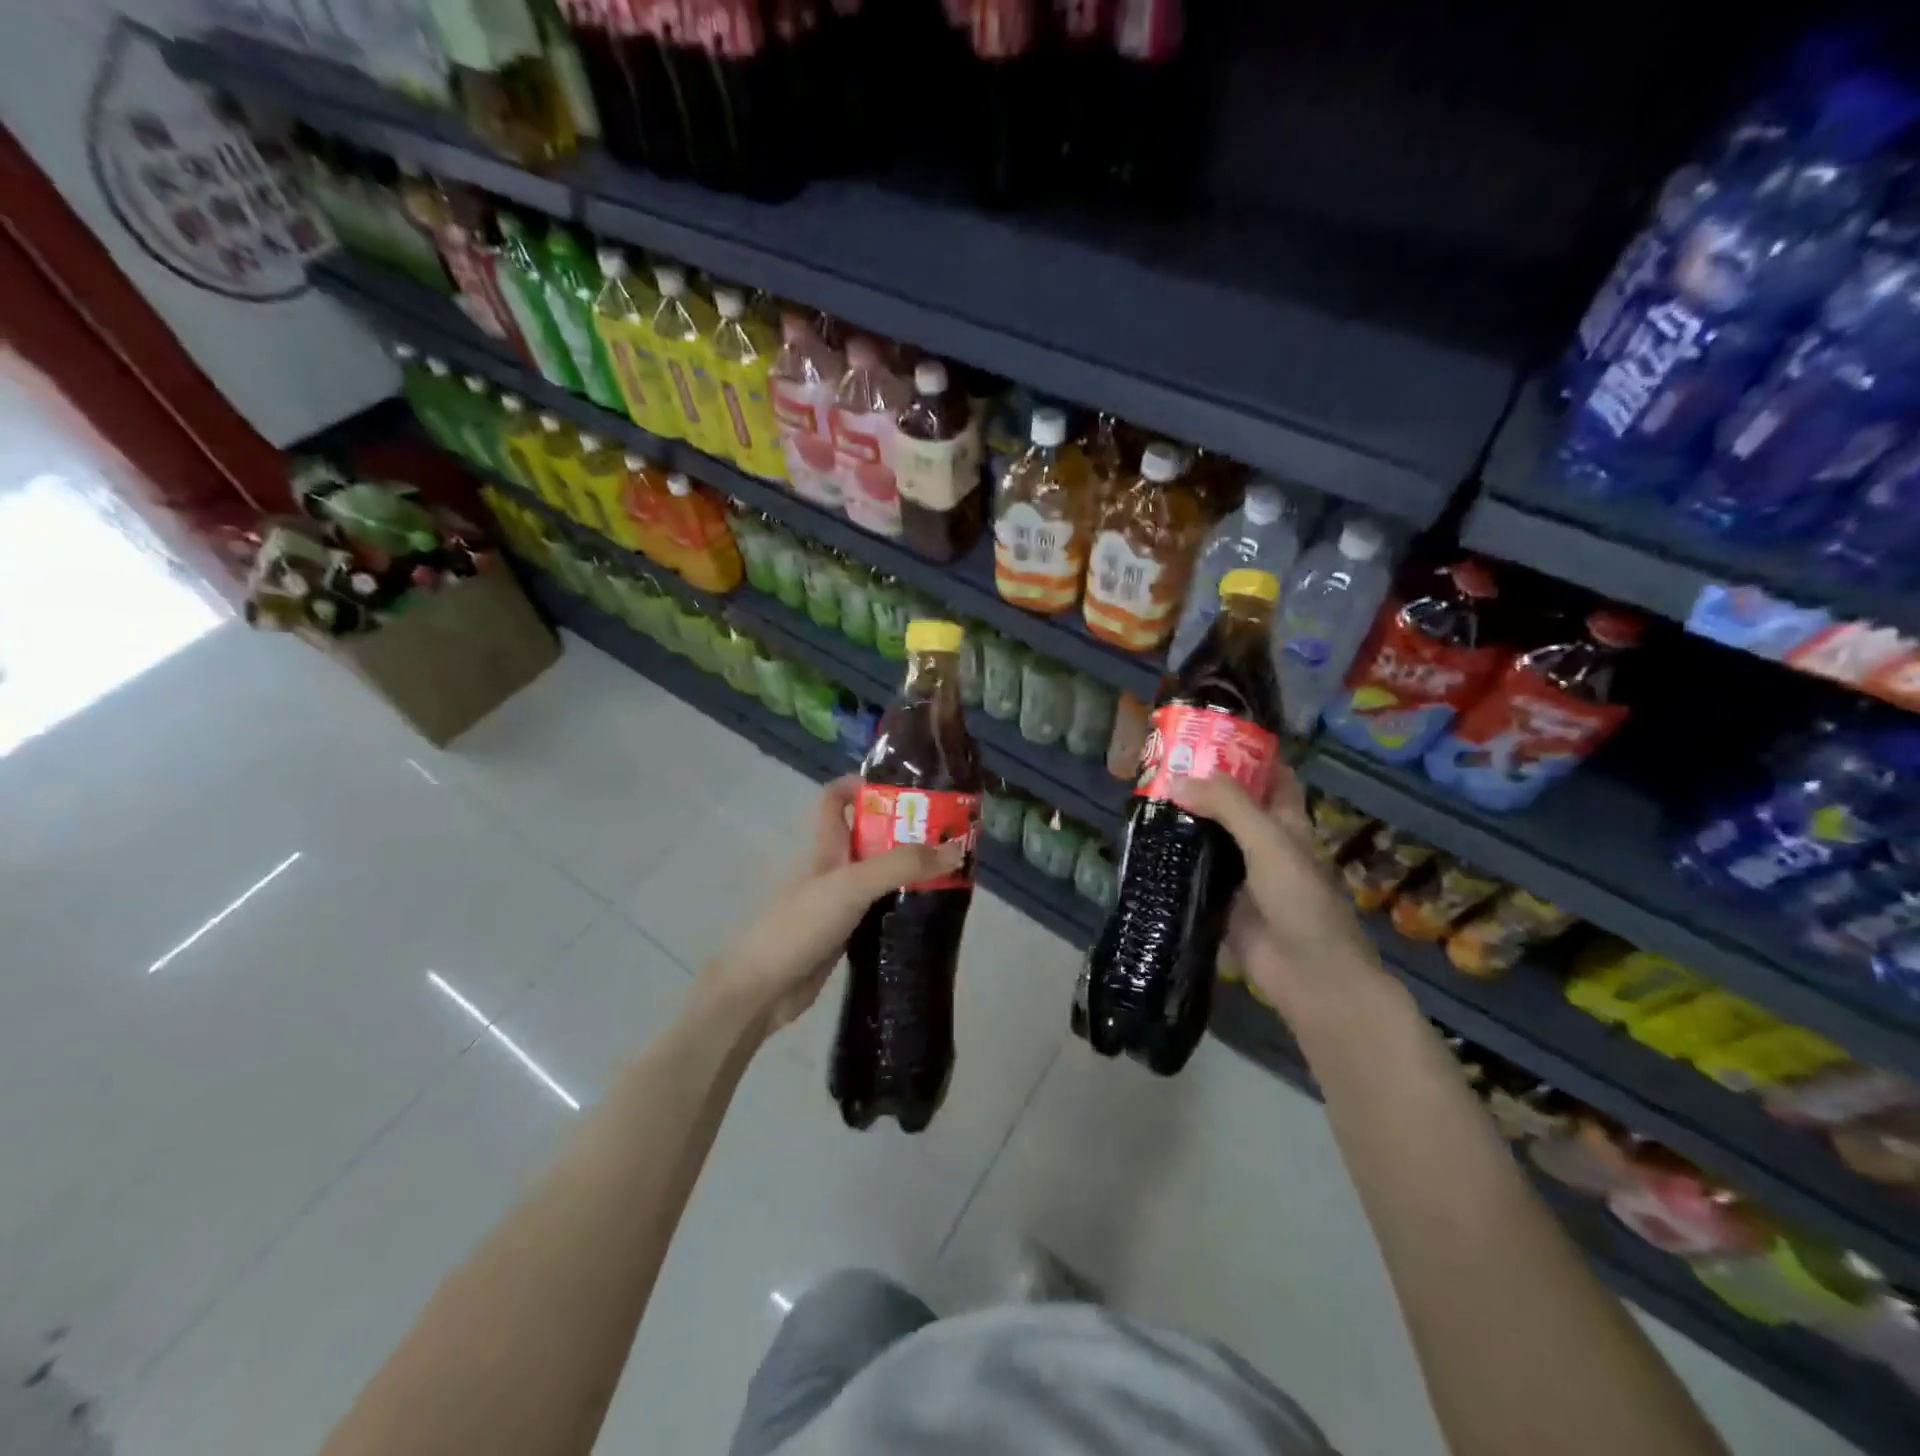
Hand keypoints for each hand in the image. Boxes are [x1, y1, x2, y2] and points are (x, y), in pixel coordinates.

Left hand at [698, 776, 964, 1034]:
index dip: (863, 785)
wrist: (762, 990)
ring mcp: (840, 903)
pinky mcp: (847, 934)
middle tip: (949, 834)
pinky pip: (880, 909)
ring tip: (953, 870)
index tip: (906, 790)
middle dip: (905, 830)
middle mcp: (834, 868)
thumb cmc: (800, 925)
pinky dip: (903, 906)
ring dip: (909, 870)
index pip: (836, 799)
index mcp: (826, 846)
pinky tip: (930, 912)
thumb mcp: (852, 885)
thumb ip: (901, 866)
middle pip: (869, 836)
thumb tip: (957, 850)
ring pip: (879, 875)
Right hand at [1168, 766, 1389, 1025]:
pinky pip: (1193, 873)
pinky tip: (1143, 847)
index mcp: (1285, 822)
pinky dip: (1172, 860)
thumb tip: (1176, 779)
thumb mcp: (1269, 842)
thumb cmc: (1301, 901)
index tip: (1206, 733)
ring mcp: (1240, 874)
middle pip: (1230, 804)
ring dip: (1182, 821)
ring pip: (1208, 838)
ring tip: (1142, 799)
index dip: (1244, 752)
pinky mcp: (1219, 902)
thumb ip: (1227, 807)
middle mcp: (1263, 842)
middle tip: (1157, 765)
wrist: (1309, 977)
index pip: (1269, 775)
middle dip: (1200, 785)